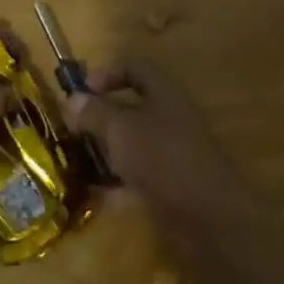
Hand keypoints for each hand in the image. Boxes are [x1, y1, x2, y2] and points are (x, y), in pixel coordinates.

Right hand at [64, 56, 250, 236]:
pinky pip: (140, 173)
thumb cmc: (162, 159)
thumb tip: (72, 99)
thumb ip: (94, 113)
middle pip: (131, 105)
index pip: (133, 66)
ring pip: (134, 141)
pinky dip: (120, 181)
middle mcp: (170, 116)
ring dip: (108, 149)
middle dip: (101, 115)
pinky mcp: (173, 183)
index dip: (106, 72)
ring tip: (80, 161)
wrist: (211, 217)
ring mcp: (173, 151)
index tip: (82, 93)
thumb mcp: (120, 130)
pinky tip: (100, 194)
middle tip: (74, 129)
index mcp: (162, 92)